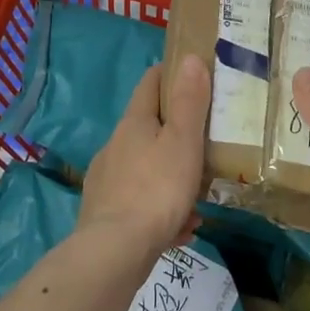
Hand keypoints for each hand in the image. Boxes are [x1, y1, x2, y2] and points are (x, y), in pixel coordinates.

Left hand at [77, 56, 209, 267]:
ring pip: (146, 168)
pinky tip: (181, 229)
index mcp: (134, 123)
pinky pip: (140, 203)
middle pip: (147, 128)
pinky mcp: (105, 212)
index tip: (191, 73)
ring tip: (198, 197)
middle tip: (204, 143)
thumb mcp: (183, 141)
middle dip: (175, 133)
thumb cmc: (156, 188)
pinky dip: (162, 210)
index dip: (169, 74)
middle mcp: (115, 146)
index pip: (149, 84)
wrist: (114, 252)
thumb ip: (189, 102)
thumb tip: (190, 58)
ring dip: (172, 177)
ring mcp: (107, 180)